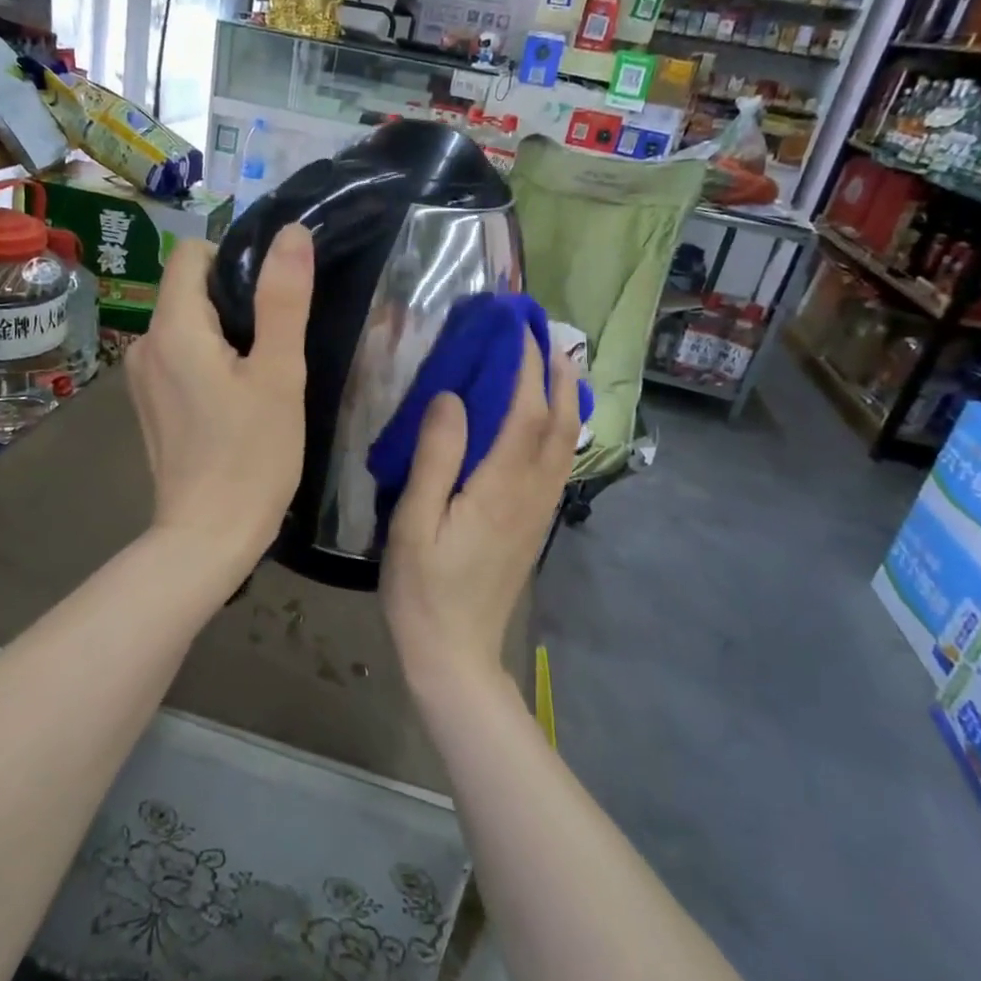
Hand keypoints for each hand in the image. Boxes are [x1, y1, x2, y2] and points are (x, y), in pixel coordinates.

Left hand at [127, 224, 313, 575]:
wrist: (207, 537)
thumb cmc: (251, 456)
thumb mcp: (279, 374)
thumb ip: (284, 300)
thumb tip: (292, 233)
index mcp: (173, 328)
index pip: (192, 254)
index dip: (235, 259)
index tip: (272, 297)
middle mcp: (144, 345)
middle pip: (189, 290)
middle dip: (234, 302)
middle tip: (278, 342)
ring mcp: (141, 379)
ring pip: (186, 326)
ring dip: (224, 335)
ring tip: (262, 373)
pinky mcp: (149, 406)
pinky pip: (179, 359)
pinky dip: (208, 362)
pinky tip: (237, 399)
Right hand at [382, 333, 578, 691]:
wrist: (454, 653)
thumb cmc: (423, 588)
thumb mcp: (414, 523)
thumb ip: (434, 457)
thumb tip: (451, 396)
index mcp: (500, 487)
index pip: (526, 410)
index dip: (526, 365)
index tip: (518, 327)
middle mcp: (531, 493)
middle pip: (559, 422)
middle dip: (557, 374)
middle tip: (547, 334)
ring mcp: (538, 511)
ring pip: (565, 444)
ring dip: (566, 399)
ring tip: (556, 366)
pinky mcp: (534, 525)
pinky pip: (557, 465)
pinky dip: (561, 430)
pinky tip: (549, 423)